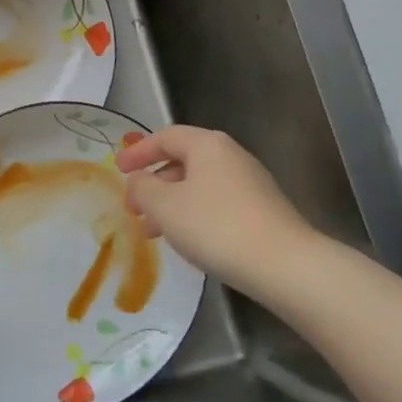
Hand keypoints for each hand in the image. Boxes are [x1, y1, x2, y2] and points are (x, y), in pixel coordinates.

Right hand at [117, 125, 315, 295]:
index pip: (165, 137)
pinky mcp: (262, 209)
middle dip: (154, 183)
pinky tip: (187, 241)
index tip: (117, 169)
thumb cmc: (216, 226)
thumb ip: (143, 188)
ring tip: (153, 233)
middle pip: (183, 160)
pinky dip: (194, 214)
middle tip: (133, 207)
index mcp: (207, 144)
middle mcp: (230, 155)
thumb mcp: (166, 206)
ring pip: (199, 185)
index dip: (138, 152)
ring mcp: (250, 182)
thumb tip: (138, 180)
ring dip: (172, 204)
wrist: (284, 264)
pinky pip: (216, 202)